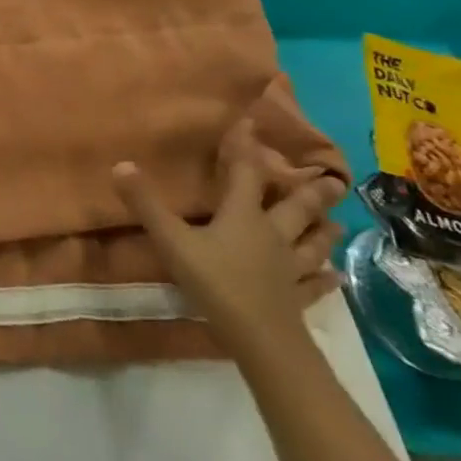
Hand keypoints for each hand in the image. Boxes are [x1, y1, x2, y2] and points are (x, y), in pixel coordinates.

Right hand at [114, 118, 342, 360]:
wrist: (260, 337)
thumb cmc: (215, 281)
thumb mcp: (172, 240)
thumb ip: (146, 204)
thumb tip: (121, 163)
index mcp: (243, 217)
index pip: (245, 174)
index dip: (245, 147)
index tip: (252, 122)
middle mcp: (273, 236)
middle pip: (294, 209)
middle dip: (311, 192)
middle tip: (334, 179)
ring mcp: (289, 269)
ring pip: (312, 244)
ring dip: (323, 232)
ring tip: (339, 222)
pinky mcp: (297, 299)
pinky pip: (315, 285)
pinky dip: (325, 280)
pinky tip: (335, 277)